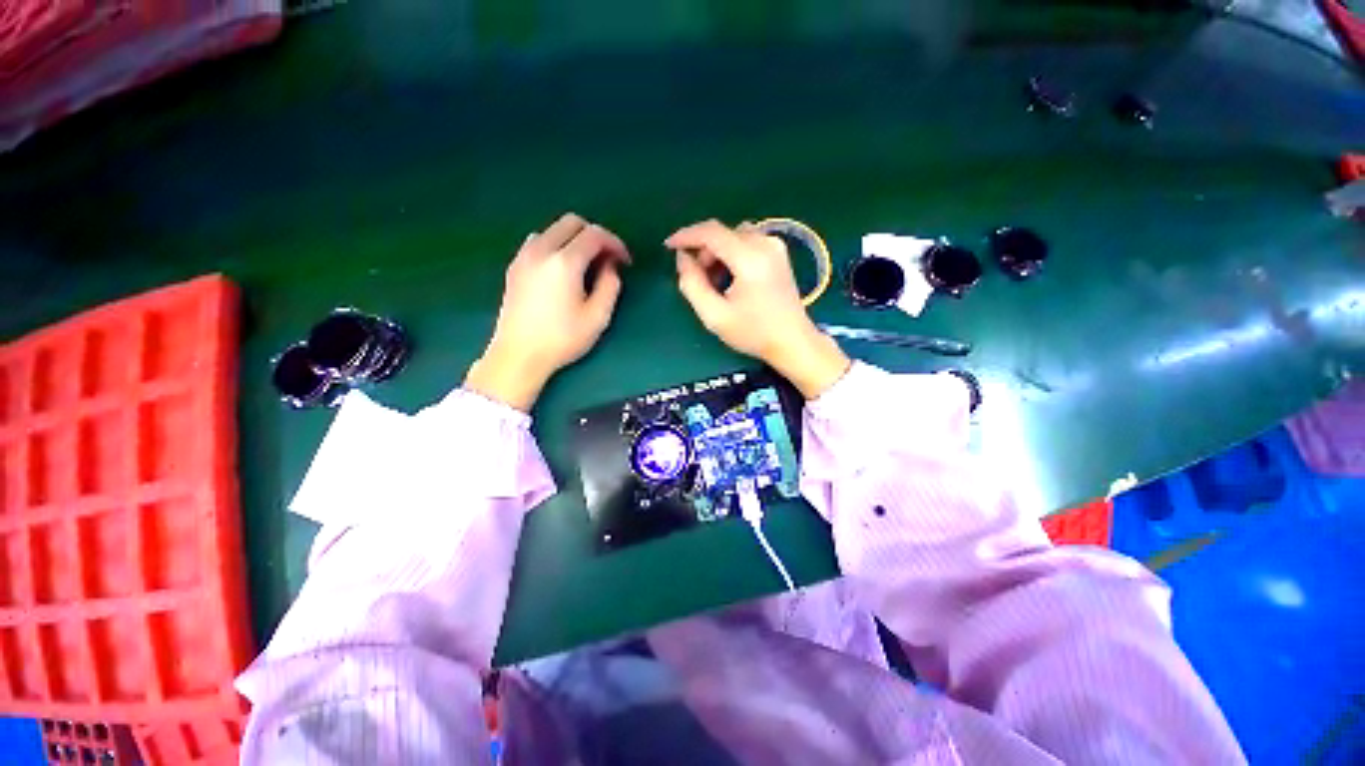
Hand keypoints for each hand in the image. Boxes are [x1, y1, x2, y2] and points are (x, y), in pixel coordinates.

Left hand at [465, 213, 629, 410]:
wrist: (518, 355)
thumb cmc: (562, 339)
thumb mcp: (597, 317)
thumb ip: (610, 286)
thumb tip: (610, 266)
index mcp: (564, 262)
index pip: (594, 234)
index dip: (615, 243)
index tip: (625, 261)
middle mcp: (541, 250)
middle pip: (571, 222)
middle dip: (595, 235)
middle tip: (607, 259)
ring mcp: (524, 256)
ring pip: (553, 230)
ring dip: (574, 239)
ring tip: (585, 264)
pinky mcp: (514, 267)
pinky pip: (538, 242)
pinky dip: (556, 246)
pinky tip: (562, 270)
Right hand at [667, 220, 849, 398]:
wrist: (793, 341)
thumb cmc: (753, 333)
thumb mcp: (714, 316)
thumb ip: (692, 284)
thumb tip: (682, 258)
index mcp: (750, 259)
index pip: (711, 232)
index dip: (686, 236)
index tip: (668, 247)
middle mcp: (765, 244)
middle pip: (723, 233)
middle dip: (703, 251)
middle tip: (697, 279)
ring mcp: (775, 246)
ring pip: (734, 235)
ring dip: (717, 252)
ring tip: (715, 282)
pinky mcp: (779, 252)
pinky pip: (747, 241)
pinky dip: (732, 254)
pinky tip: (731, 278)